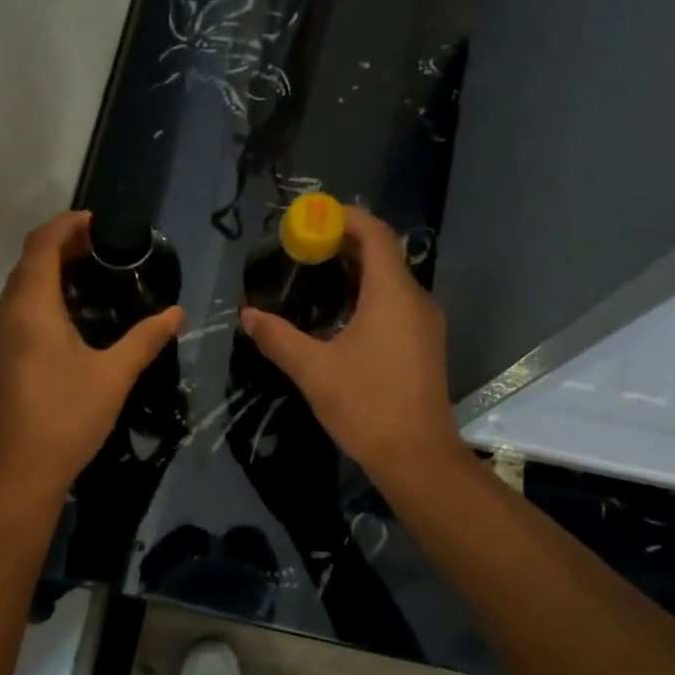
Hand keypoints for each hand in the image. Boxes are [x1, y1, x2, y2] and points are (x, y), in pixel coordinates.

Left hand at [0, 211, 181, 496]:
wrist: (17, 472)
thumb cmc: (66, 417)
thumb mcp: (114, 375)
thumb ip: (146, 338)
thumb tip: (177, 313)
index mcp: (30, 307)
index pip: (42, 244)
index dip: (69, 225)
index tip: (101, 223)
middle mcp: (4, 314)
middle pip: (29, 263)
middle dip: (65, 248)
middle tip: (107, 252)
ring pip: (21, 289)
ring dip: (53, 276)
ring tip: (95, 282)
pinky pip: (17, 313)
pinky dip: (43, 302)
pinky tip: (73, 322)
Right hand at [239, 206, 462, 483]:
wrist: (417, 456)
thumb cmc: (366, 405)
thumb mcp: (313, 370)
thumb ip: (278, 338)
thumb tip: (248, 315)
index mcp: (393, 293)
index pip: (375, 234)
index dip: (344, 218)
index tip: (311, 218)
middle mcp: (416, 299)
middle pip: (383, 254)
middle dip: (344, 245)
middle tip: (303, 248)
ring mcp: (425, 323)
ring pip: (391, 281)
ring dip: (356, 272)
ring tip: (315, 276)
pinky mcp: (425, 345)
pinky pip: (396, 304)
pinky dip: (368, 296)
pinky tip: (339, 315)